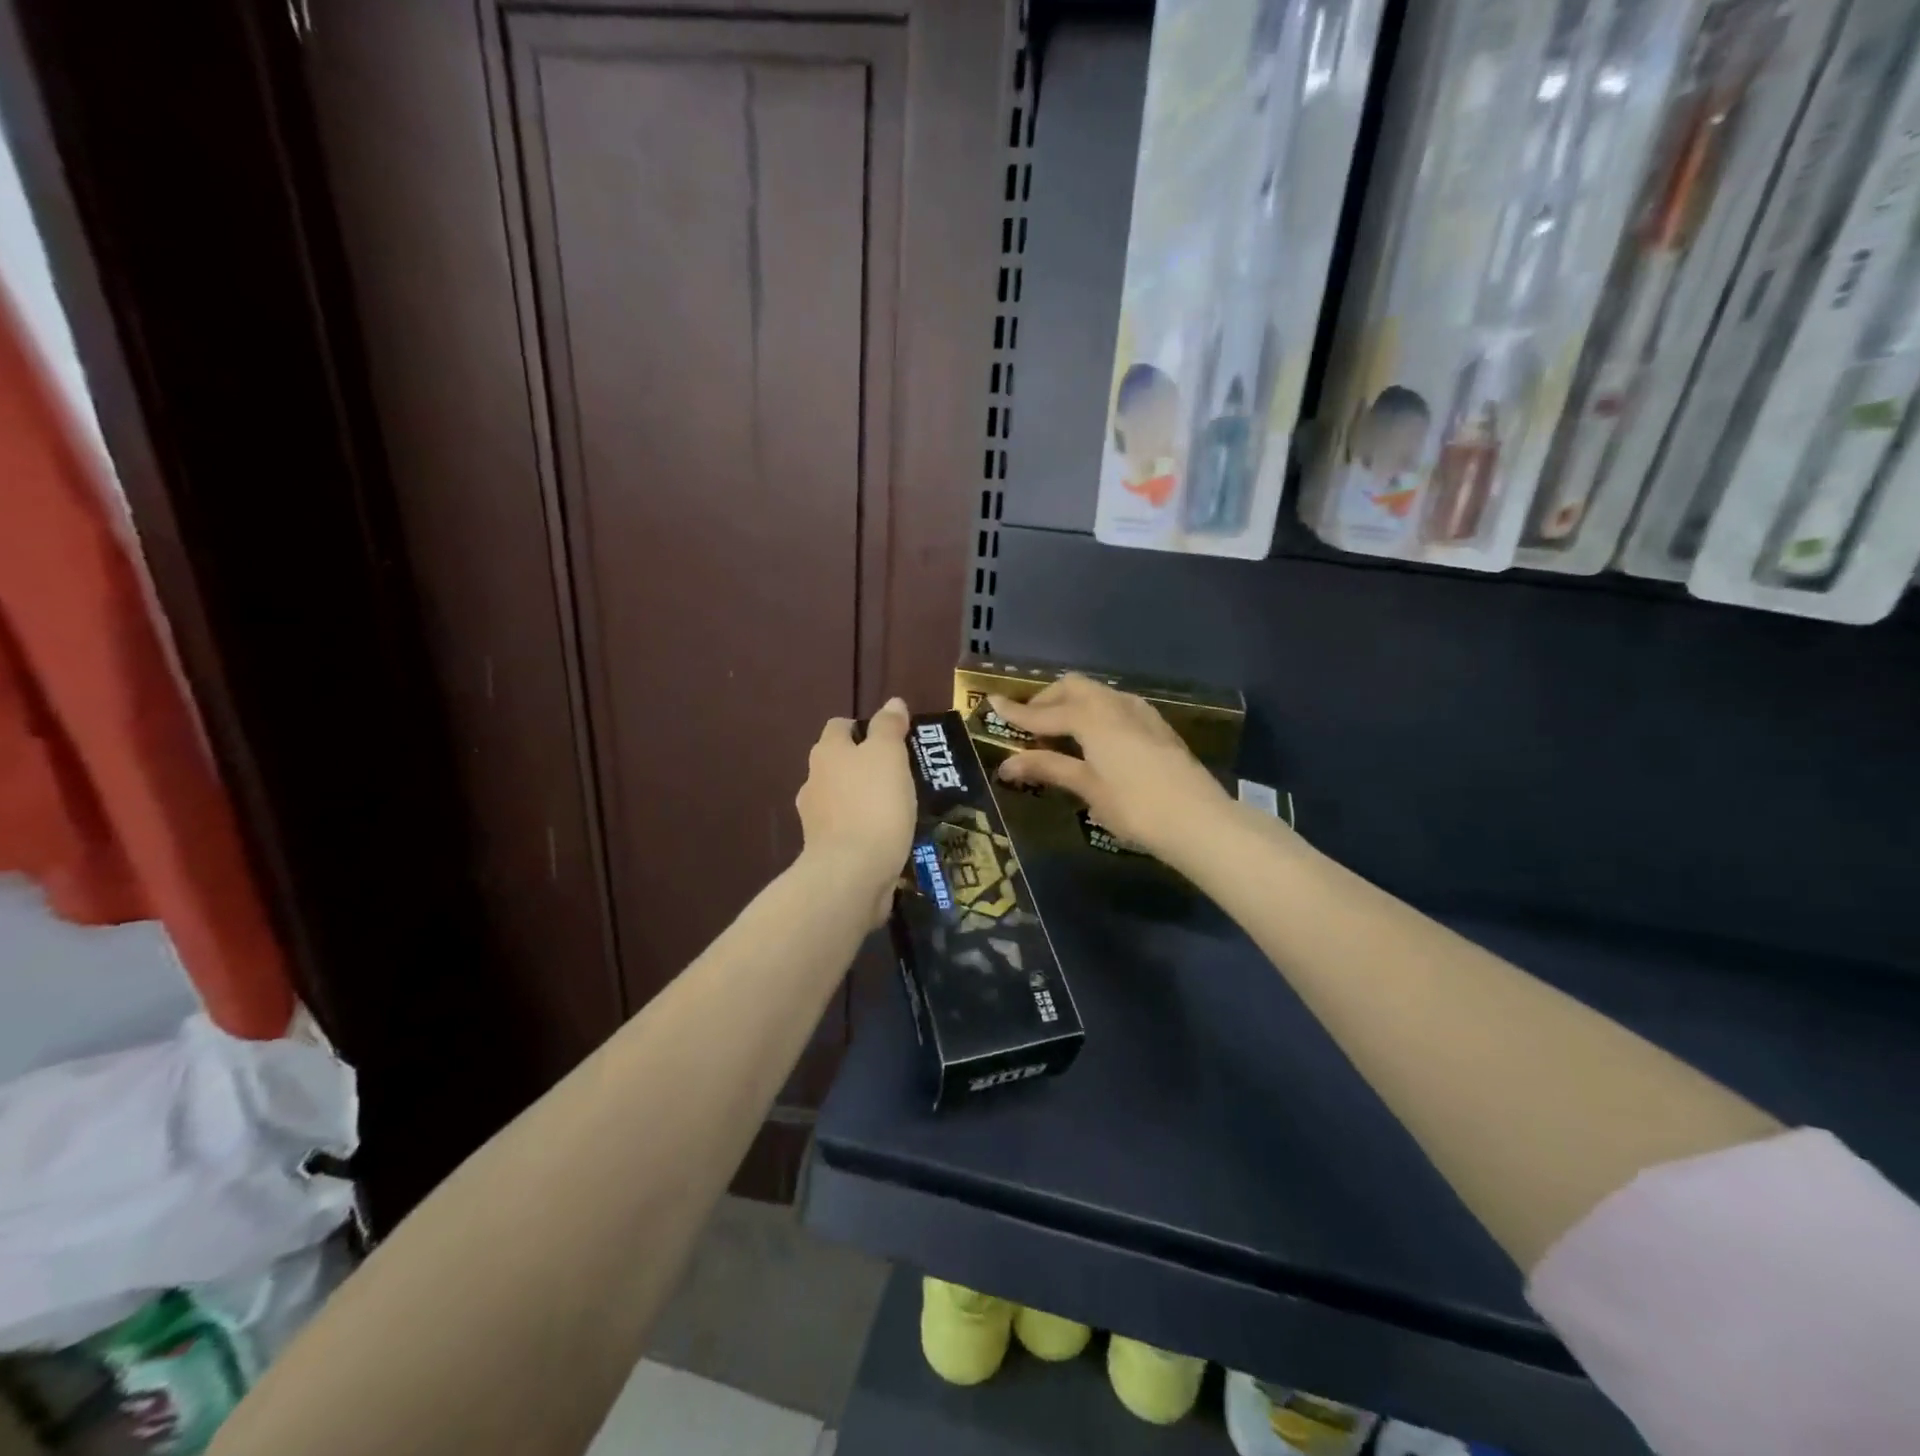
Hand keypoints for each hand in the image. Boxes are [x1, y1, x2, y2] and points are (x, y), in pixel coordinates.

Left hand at [796, 698, 916, 923]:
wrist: (852, 872)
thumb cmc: (873, 803)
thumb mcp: (889, 755)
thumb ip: (889, 727)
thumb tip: (892, 702)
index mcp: (827, 752)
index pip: (839, 727)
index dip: (861, 728)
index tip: (888, 739)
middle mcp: (813, 781)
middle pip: (837, 763)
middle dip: (861, 765)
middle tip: (897, 773)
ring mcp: (815, 819)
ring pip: (840, 798)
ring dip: (861, 799)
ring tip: (894, 808)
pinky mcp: (824, 850)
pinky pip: (846, 830)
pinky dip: (862, 829)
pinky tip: (884, 836)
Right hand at [990, 675, 1235, 863]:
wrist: (1199, 819)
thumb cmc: (1135, 807)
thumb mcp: (1087, 787)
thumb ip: (1048, 767)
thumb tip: (1007, 763)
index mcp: (1092, 717)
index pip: (1043, 712)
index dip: (1016, 712)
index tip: (991, 703)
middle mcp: (1115, 704)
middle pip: (1073, 688)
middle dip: (1047, 700)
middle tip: (1029, 723)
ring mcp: (1140, 712)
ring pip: (1097, 694)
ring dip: (1072, 703)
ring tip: (1059, 730)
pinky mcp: (1157, 726)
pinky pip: (1116, 706)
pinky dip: (1095, 712)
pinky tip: (1095, 738)